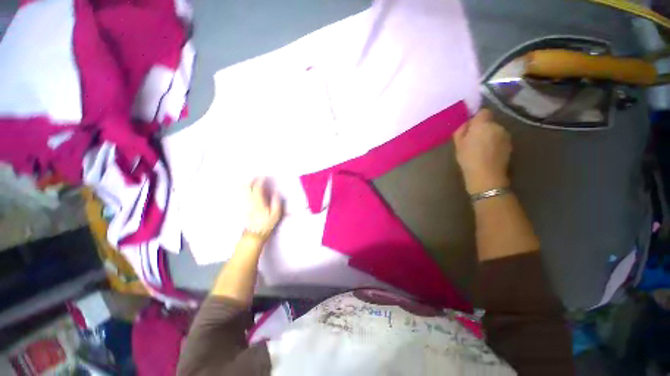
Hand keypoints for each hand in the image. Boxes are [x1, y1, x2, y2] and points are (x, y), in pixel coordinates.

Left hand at [245, 178, 282, 241]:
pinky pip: (242, 195)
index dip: (260, 181)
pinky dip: (243, 189)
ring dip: (246, 183)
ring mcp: (245, 204)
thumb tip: (275, 192)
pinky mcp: (243, 207)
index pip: (257, 188)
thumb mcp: (276, 214)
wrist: (255, 234)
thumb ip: (276, 201)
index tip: (264, 177)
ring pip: (243, 190)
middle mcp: (250, 201)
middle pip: (247, 187)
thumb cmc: (267, 223)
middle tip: (256, 175)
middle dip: (251, 180)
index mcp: (259, 202)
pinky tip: (245, 188)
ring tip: (250, 179)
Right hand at [454, 109, 511, 194]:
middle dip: (482, 128)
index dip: (476, 118)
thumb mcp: (458, 144)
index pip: (483, 112)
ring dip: (489, 136)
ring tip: (480, 149)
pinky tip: (488, 154)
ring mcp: (506, 136)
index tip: (469, 128)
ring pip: (495, 131)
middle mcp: (498, 126)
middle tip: (472, 140)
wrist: (486, 176)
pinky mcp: (510, 145)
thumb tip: (466, 124)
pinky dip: (494, 144)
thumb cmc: (469, 158)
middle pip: (489, 122)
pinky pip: (500, 140)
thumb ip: (461, 130)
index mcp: (483, 125)